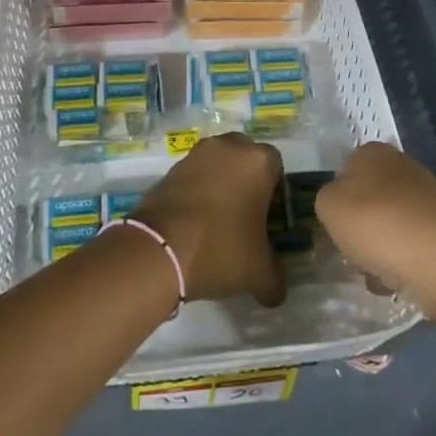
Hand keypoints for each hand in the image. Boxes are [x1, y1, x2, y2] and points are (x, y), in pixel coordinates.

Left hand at [133, 133, 286, 306]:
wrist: (159, 249)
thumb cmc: (220, 249)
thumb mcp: (259, 273)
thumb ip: (276, 276)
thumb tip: (276, 289)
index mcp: (258, 161)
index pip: (276, 167)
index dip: (275, 192)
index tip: (268, 219)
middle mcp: (228, 147)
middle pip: (245, 158)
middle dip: (247, 181)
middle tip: (245, 216)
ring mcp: (196, 154)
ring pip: (218, 164)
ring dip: (221, 183)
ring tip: (218, 221)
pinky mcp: (171, 167)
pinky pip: (194, 175)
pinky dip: (198, 190)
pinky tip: (195, 221)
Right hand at [315, 142, 435, 309]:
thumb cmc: (379, 225)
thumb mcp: (328, 206)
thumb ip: (325, 199)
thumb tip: (341, 205)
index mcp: (372, 152)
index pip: (343, 172)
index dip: (337, 201)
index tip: (336, 226)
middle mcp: (402, 167)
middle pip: (367, 201)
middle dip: (359, 229)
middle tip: (354, 253)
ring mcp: (428, 198)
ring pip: (388, 226)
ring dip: (379, 251)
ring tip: (378, 275)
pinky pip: (412, 247)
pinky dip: (403, 265)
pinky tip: (401, 283)